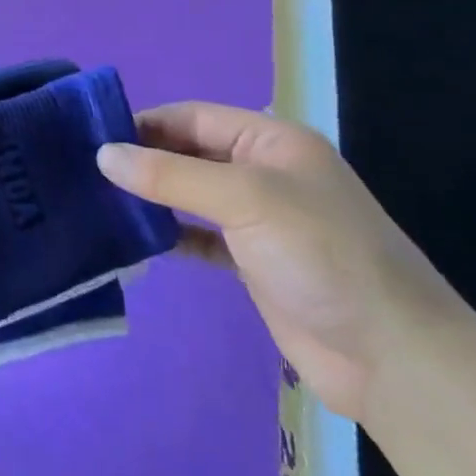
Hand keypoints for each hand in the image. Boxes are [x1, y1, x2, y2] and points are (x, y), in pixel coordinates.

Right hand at [98, 102, 460, 420]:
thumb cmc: (321, 256)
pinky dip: (169, 235)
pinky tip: (134, 240)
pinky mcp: (252, 262)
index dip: (143, 123)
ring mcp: (259, 219)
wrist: (393, 358)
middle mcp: (263, 172)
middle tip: (83, 171)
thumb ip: (171, 174)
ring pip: (189, 195)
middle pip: (188, 153)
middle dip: (142, 160)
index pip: (192, 116)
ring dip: (150, 197)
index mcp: (271, 140)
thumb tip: (103, 154)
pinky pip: (198, 236)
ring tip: (96, 201)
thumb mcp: (245, 199)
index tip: (90, 138)